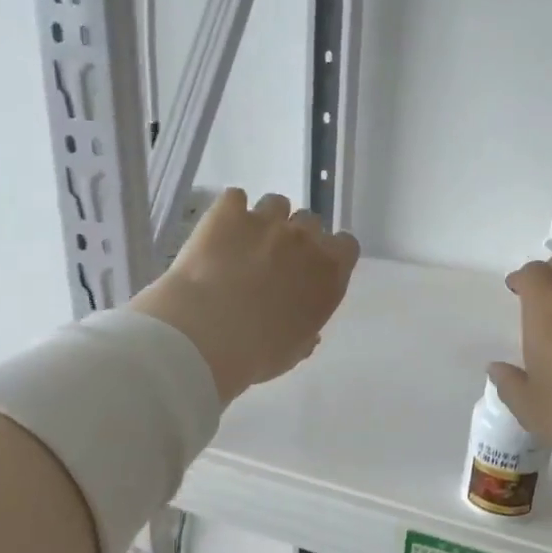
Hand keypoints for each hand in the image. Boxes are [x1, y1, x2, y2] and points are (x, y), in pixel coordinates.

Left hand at [132, 190, 359, 405]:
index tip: (312, 269)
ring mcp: (266, 221)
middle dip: (296, 238)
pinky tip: (217, 232)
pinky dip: (229, 213)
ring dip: (265, 221)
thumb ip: (306, 332)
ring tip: (244, 244)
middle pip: (310, 222)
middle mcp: (304, 240)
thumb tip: (307, 330)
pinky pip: (234, 198)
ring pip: (276, 204)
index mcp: (328, 274)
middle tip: (274, 261)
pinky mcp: (228, 212)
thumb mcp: (292, 352)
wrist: (206, 335)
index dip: (330, 254)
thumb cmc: (257, 354)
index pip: (346, 246)